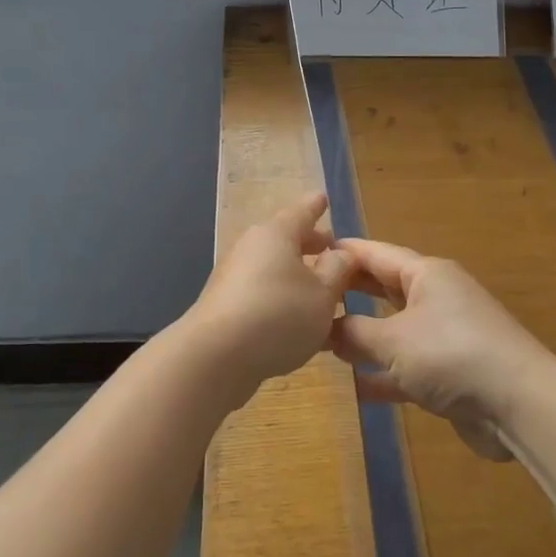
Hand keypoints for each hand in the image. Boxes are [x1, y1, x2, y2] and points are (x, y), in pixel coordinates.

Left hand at [188, 192, 355, 391]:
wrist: (214, 357)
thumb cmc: (278, 315)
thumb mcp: (323, 294)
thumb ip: (337, 270)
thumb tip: (341, 253)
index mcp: (277, 234)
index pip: (302, 212)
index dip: (316, 207)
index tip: (323, 198)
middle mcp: (252, 247)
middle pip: (285, 238)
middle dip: (309, 243)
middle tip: (330, 246)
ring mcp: (234, 276)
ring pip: (273, 266)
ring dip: (296, 274)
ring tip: (320, 287)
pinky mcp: (225, 305)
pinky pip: (262, 291)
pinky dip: (281, 296)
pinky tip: (296, 318)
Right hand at [327, 239, 554, 461]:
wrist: (519, 405)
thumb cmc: (451, 354)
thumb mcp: (393, 340)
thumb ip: (354, 332)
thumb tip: (327, 327)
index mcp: (426, 275)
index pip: (376, 253)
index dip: (342, 253)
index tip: (306, 254)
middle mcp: (436, 297)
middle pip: (384, 288)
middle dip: (349, 293)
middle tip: (309, 297)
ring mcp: (445, 336)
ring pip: (394, 329)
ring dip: (363, 337)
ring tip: (322, 340)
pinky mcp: (451, 372)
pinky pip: (407, 366)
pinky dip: (383, 374)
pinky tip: (354, 387)